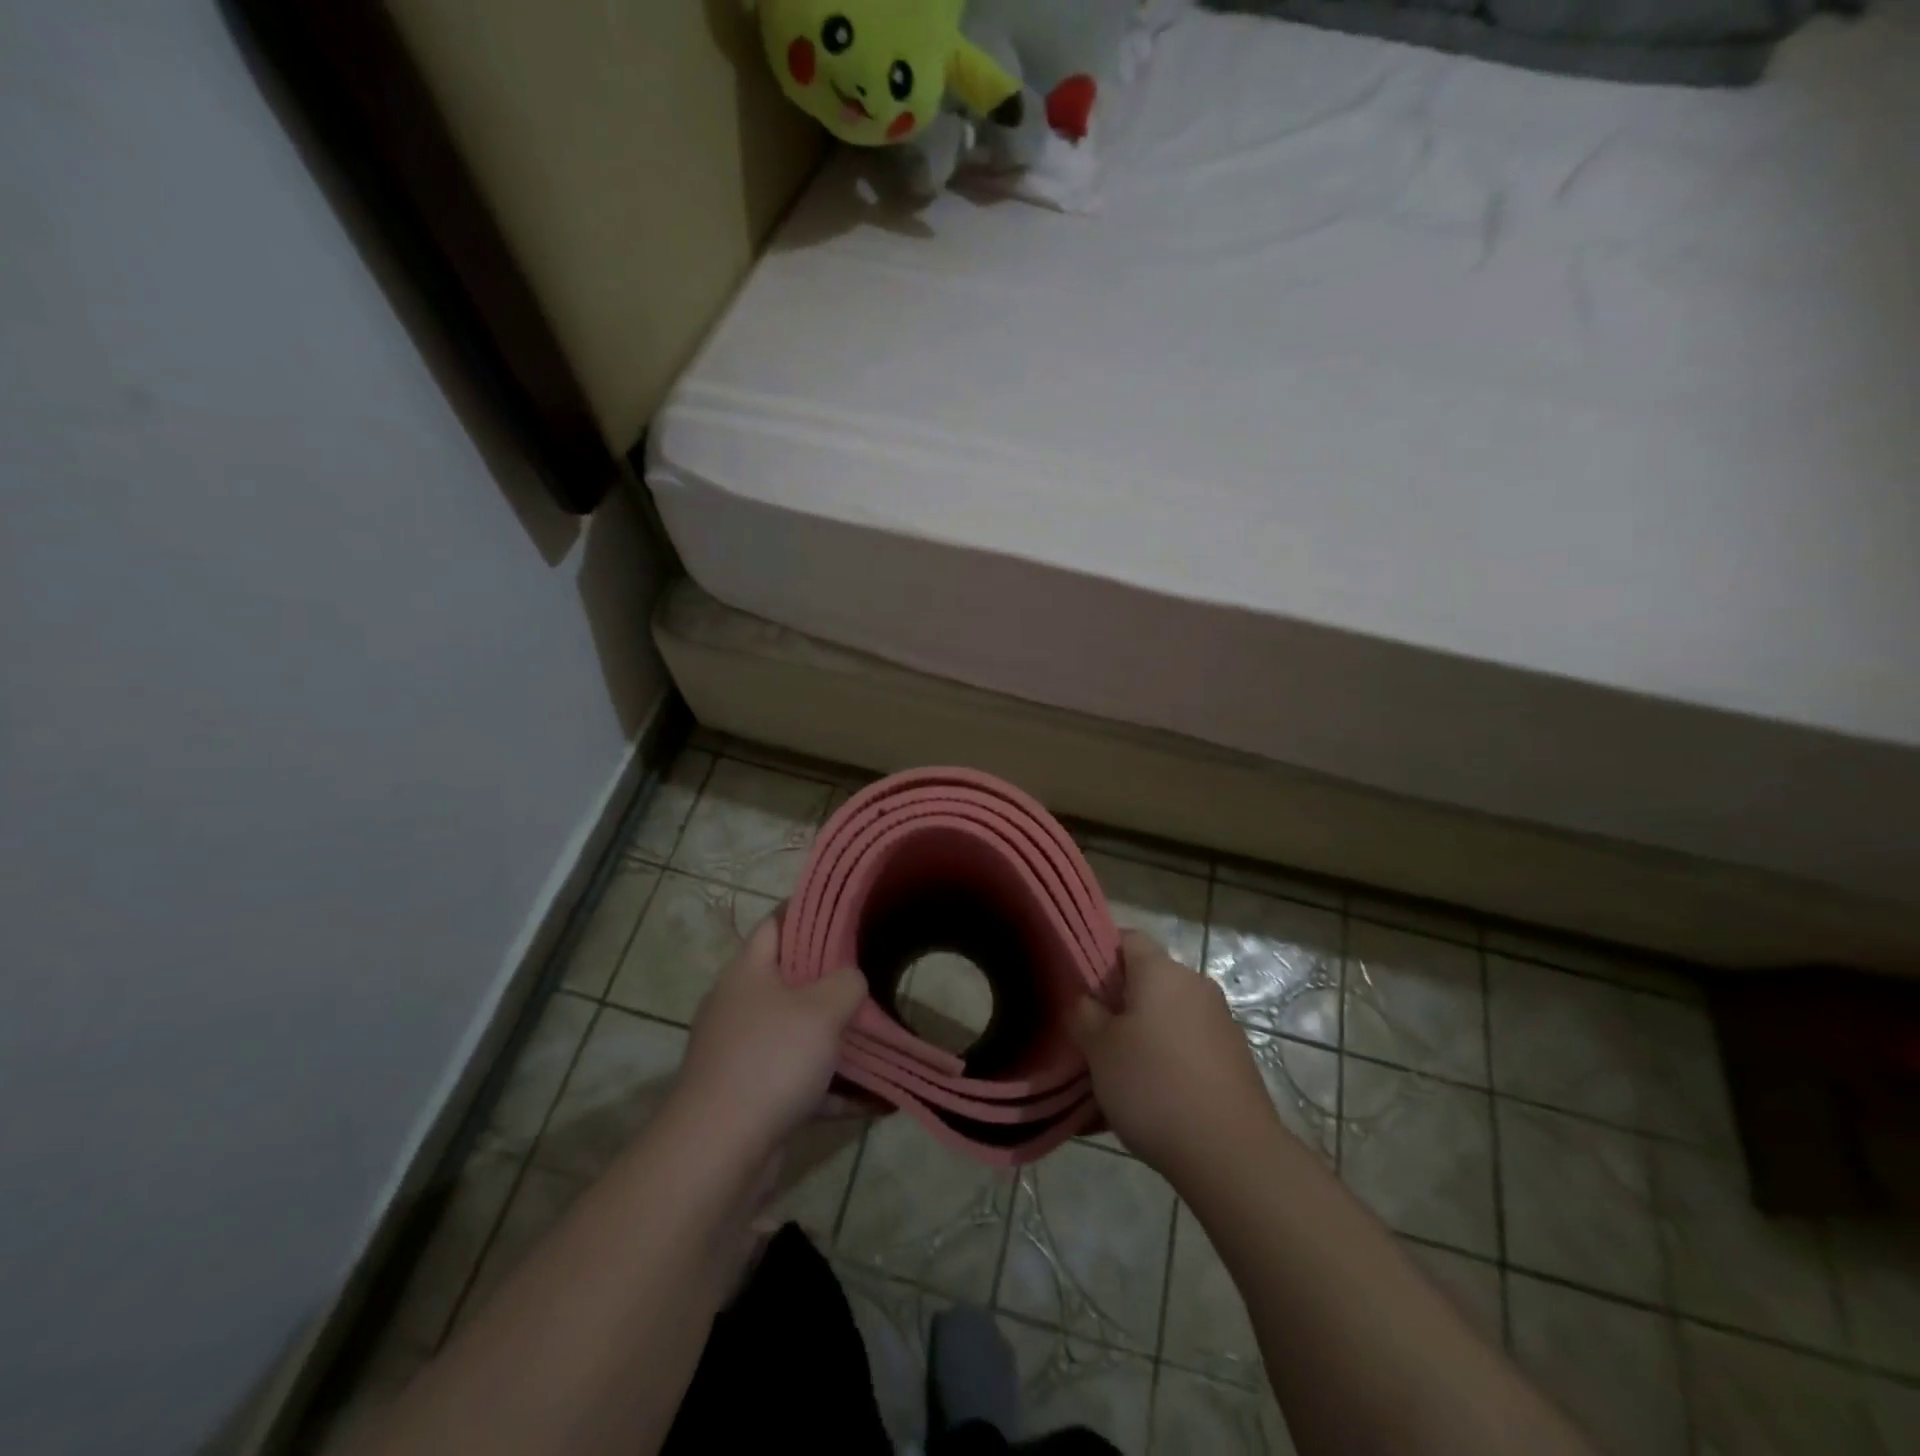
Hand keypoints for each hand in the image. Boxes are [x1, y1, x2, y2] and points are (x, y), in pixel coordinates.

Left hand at [671, 910, 866, 1165]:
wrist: (719, 1152)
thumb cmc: (771, 1060)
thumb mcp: (822, 1009)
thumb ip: (846, 982)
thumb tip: (851, 980)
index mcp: (748, 972)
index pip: (776, 923)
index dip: (810, 912)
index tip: (847, 913)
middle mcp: (741, 1007)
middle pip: (791, 980)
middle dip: (833, 980)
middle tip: (873, 974)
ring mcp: (744, 1054)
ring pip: (799, 1034)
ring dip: (838, 1039)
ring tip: (882, 1035)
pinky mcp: (753, 1096)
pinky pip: (802, 1082)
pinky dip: (835, 1088)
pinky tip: (877, 1099)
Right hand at [1071, 931, 1280, 1181]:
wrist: (1232, 1154)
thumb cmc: (1154, 1086)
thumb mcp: (1099, 1049)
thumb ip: (1084, 1014)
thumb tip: (1086, 1000)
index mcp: (1161, 971)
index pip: (1127, 938)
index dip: (1098, 953)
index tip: (1079, 985)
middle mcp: (1195, 985)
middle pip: (1148, 979)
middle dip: (1119, 1002)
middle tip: (1091, 1036)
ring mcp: (1220, 1022)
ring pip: (1167, 1015)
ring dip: (1142, 1035)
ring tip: (1117, 1076)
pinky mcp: (1234, 1058)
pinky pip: (1187, 1046)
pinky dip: (1166, 1060)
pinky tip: (1150, 1099)